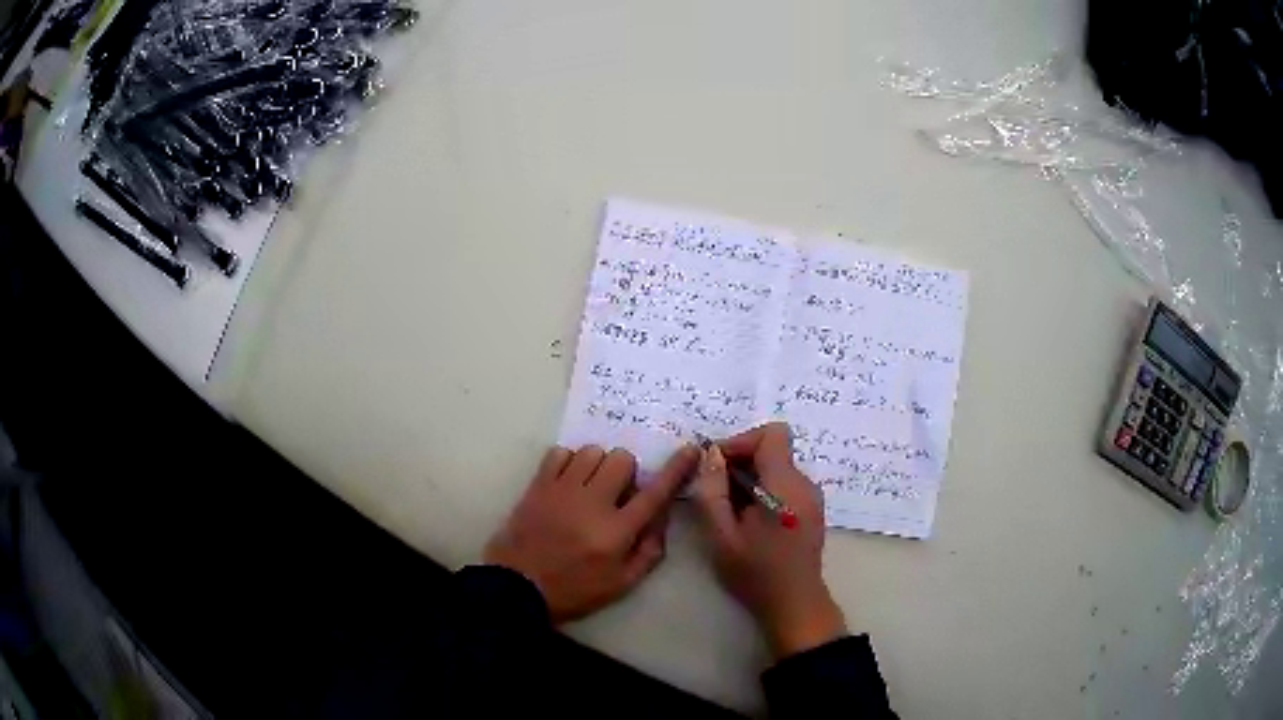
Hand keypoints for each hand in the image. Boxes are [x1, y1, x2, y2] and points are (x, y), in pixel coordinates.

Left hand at [485, 444, 698, 623]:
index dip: (676, 469)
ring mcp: (562, 490)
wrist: (516, 587)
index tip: (690, 449)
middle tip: (616, 493)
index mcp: (616, 531)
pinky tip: (567, 481)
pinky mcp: (538, 485)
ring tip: (589, 487)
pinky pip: (560, 452)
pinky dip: (569, 461)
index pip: (654, 493)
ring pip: (592, 451)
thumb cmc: (574, 590)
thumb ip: (649, 551)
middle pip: (622, 459)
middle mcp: (592, 503)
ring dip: (598, 465)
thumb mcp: (621, 584)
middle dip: (626, 472)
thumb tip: (661, 517)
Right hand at [691, 422, 847, 658]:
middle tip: (714, 490)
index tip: (716, 465)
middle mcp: (804, 484)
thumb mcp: (722, 535)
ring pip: (777, 465)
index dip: (740, 441)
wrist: (793, 603)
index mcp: (785, 486)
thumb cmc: (755, 573)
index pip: (772, 434)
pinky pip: (783, 482)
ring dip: (749, 477)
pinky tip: (747, 518)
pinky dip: (762, 488)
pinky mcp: (810, 507)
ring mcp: (811, 495)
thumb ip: (713, 491)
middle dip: (740, 461)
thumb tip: (711, 454)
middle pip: (773, 449)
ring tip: (728, 508)